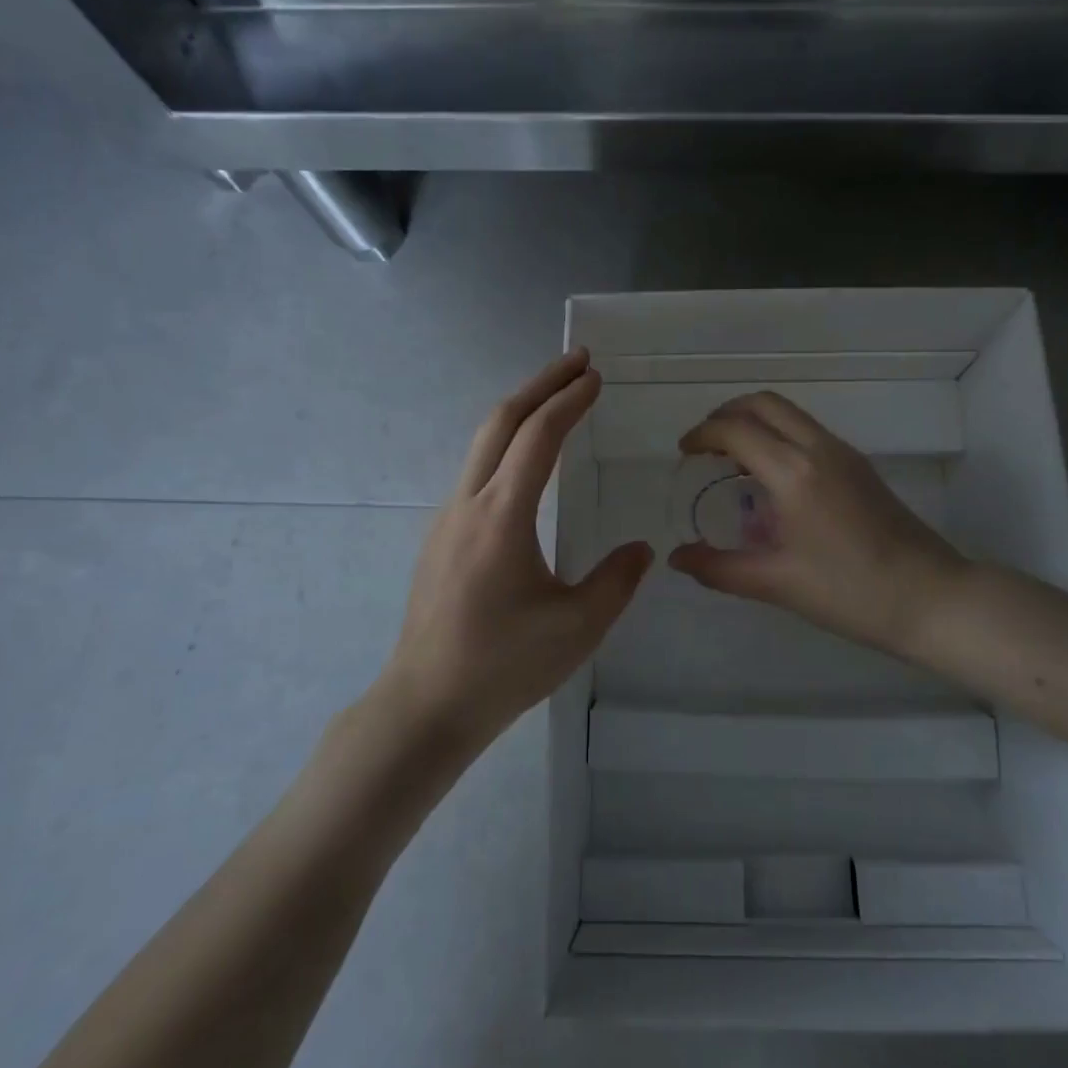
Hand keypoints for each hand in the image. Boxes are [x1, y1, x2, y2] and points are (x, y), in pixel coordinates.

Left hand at [378, 350, 652, 748]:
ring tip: (557, 400)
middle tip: (577, 362)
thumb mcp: (578, 626)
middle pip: (500, 421)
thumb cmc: (504, 665)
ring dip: (521, 412)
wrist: (426, 704)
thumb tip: (642, 548)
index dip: (569, 400)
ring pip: (482, 443)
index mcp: (502, 516)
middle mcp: (469, 503)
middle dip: (540, 384)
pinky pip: (476, 472)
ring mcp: (447, 519)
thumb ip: (617, 580)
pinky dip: (507, 445)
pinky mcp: (440, 538)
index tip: (595, 376)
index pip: (538, 436)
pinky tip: (527, 463)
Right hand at [669, 392, 968, 660]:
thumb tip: (677, 558)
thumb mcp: (778, 583)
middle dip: (727, 413)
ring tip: (731, 456)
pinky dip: (778, 433)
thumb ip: (720, 568)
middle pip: (764, 404)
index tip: (683, 452)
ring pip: (789, 413)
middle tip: (704, 444)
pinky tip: (771, 475)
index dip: (703, 434)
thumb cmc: (851, 592)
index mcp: (794, 472)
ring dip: (754, 420)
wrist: (931, 597)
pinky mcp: (860, 465)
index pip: (736, 430)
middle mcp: (818, 448)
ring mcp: (844, 453)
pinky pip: (807, 430)